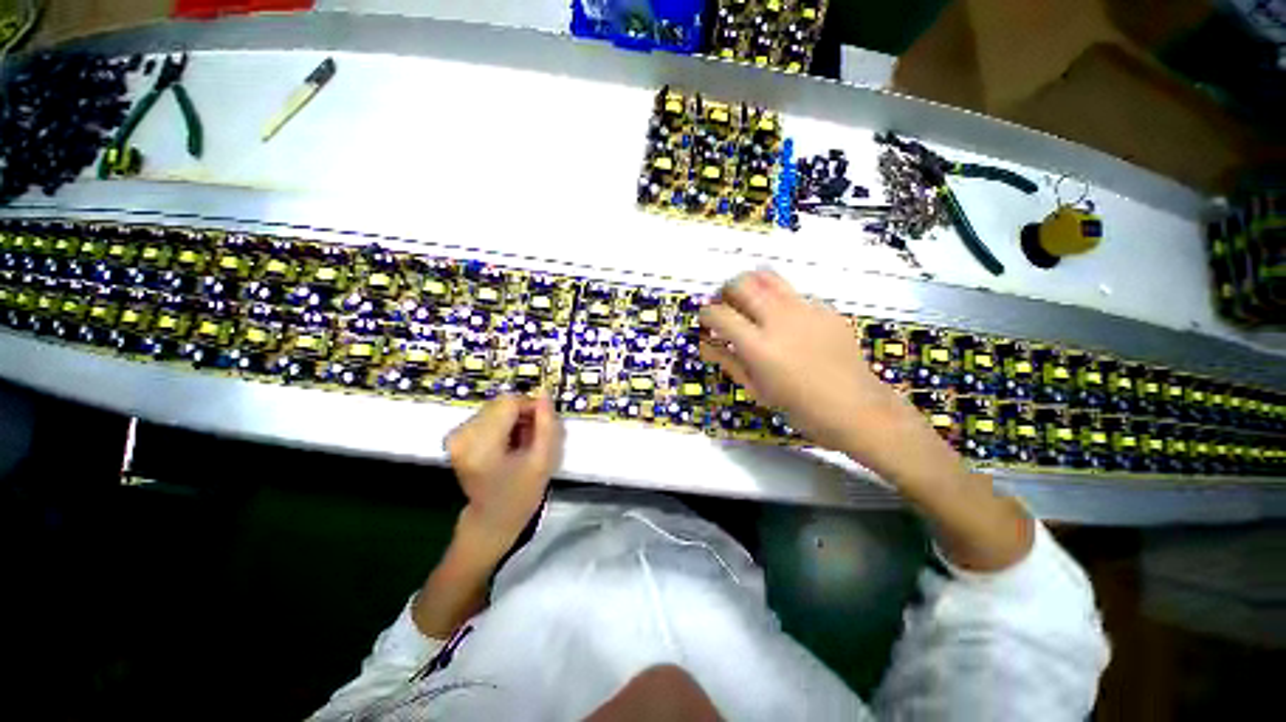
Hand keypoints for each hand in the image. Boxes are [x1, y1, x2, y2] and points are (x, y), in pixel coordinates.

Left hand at [445, 393, 564, 561]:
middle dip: (522, 414)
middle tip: (532, 438)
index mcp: (481, 446)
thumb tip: (544, 393)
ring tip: (519, 443)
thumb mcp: (543, 460)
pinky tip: (507, 443)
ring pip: (495, 408)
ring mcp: (455, 436)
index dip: (530, 407)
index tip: (542, 424)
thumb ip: (547, 425)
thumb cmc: (521, 494)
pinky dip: (502, 424)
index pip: (508, 403)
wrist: (492, 518)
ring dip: (513, 419)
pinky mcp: (455, 436)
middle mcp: (462, 437)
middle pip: (501, 403)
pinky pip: (487, 415)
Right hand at [701, 270, 1033, 571]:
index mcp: (759, 346)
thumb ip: (728, 361)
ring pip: (767, 277)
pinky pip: (794, 294)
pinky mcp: (826, 309)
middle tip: (725, 307)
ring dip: (750, 286)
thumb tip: (705, 344)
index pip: (719, 314)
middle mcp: (780, 319)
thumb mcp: (757, 390)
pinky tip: (785, 322)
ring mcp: (806, 309)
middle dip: (724, 291)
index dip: (705, 314)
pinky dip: (778, 300)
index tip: (706, 322)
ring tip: (748, 303)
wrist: (858, 409)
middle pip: (741, 284)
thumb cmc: (801, 409)